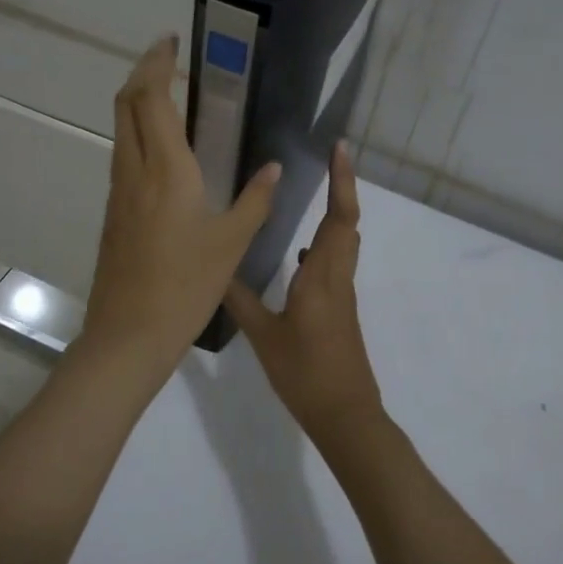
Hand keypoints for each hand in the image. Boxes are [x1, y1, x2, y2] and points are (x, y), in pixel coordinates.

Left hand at [80, 35, 281, 381]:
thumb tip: (274, 168)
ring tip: (172, 98)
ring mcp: (118, 191)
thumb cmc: (186, 286)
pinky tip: (166, 151)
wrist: (129, 334)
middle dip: (144, 73)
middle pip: (126, 103)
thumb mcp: (232, 242)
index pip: (151, 98)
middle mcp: (135, 170)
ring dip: (139, 103)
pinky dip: (139, 133)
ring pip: (121, 129)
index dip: (157, 63)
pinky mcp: (114, 211)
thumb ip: (256, 199)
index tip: (173, 42)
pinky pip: (124, 155)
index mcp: (166, 170)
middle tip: (172, 61)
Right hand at [224, 140, 382, 444]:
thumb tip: (215, 269)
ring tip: (313, 195)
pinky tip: (298, 255)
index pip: (340, 218)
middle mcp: (337, 277)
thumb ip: (240, 300)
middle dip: (341, 187)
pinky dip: (323, 246)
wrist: (345, 414)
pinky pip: (334, 263)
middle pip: (347, 223)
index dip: (342, 181)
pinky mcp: (339, 308)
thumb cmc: (305, 373)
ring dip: (334, 214)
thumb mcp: (264, 336)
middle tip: (327, 159)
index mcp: (321, 277)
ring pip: (343, 242)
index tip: (340, 149)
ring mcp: (341, 293)